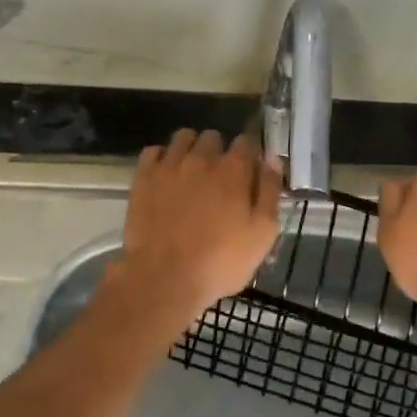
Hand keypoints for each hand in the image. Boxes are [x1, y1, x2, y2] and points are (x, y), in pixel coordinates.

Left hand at [118, 130, 281, 322]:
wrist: (165, 279)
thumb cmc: (220, 262)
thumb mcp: (262, 234)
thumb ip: (270, 191)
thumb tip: (272, 160)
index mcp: (234, 170)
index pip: (247, 141)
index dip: (250, 153)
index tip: (248, 170)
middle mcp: (202, 158)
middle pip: (213, 137)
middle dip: (219, 150)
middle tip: (219, 176)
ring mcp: (170, 165)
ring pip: (183, 137)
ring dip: (190, 148)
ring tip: (191, 171)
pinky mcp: (144, 177)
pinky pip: (153, 152)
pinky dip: (161, 159)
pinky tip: (165, 176)